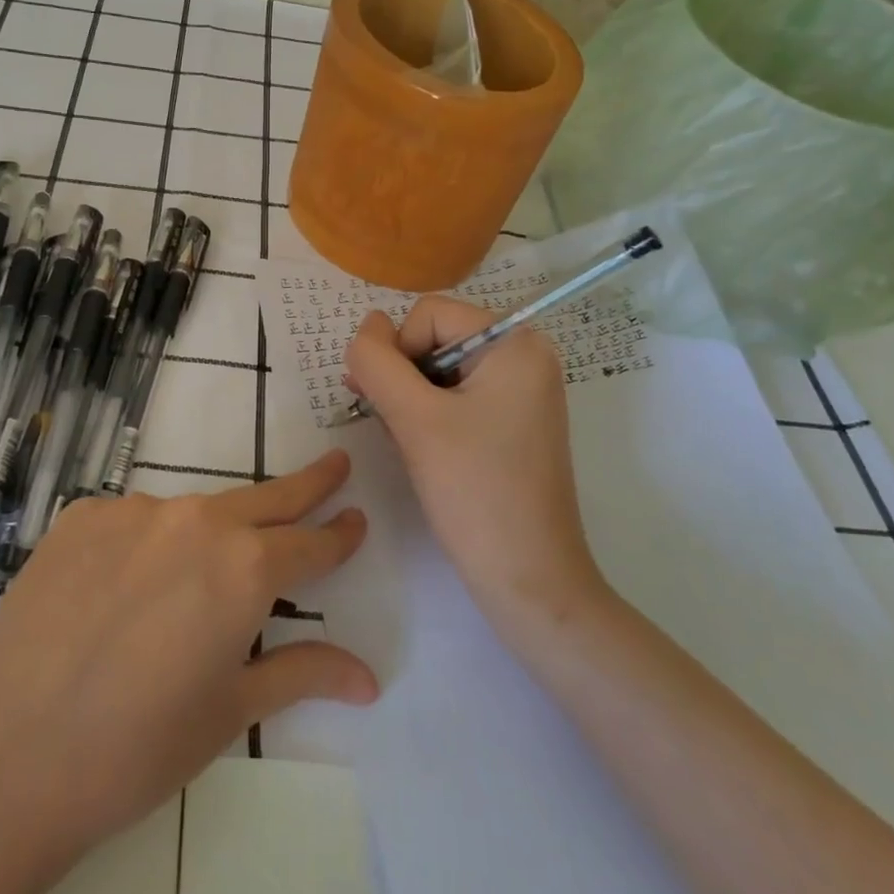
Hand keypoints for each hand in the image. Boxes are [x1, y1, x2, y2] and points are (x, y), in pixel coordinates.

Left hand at [0, 452, 375, 879]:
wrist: (2, 754)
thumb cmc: (134, 749)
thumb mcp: (228, 712)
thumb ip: (300, 674)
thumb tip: (369, 678)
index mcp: (245, 569)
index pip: (309, 543)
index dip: (337, 535)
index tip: (356, 519)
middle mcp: (197, 522)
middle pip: (266, 498)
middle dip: (307, 484)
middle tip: (334, 464)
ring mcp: (134, 511)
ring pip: (193, 514)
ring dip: (212, 533)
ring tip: (193, 584)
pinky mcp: (82, 516)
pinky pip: (133, 522)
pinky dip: (146, 545)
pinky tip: (121, 592)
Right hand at [345, 298, 611, 644]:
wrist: (528, 578)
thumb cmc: (475, 492)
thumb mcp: (414, 419)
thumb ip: (377, 362)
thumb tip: (365, 326)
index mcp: (515, 342)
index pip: (428, 314)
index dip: (397, 352)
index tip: (393, 406)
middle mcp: (525, 356)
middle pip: (435, 338)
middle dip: (402, 377)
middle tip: (391, 425)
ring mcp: (522, 390)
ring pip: (440, 370)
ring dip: (410, 399)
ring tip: (408, 443)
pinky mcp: (513, 421)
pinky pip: (457, 396)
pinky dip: (429, 415)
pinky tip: (423, 450)